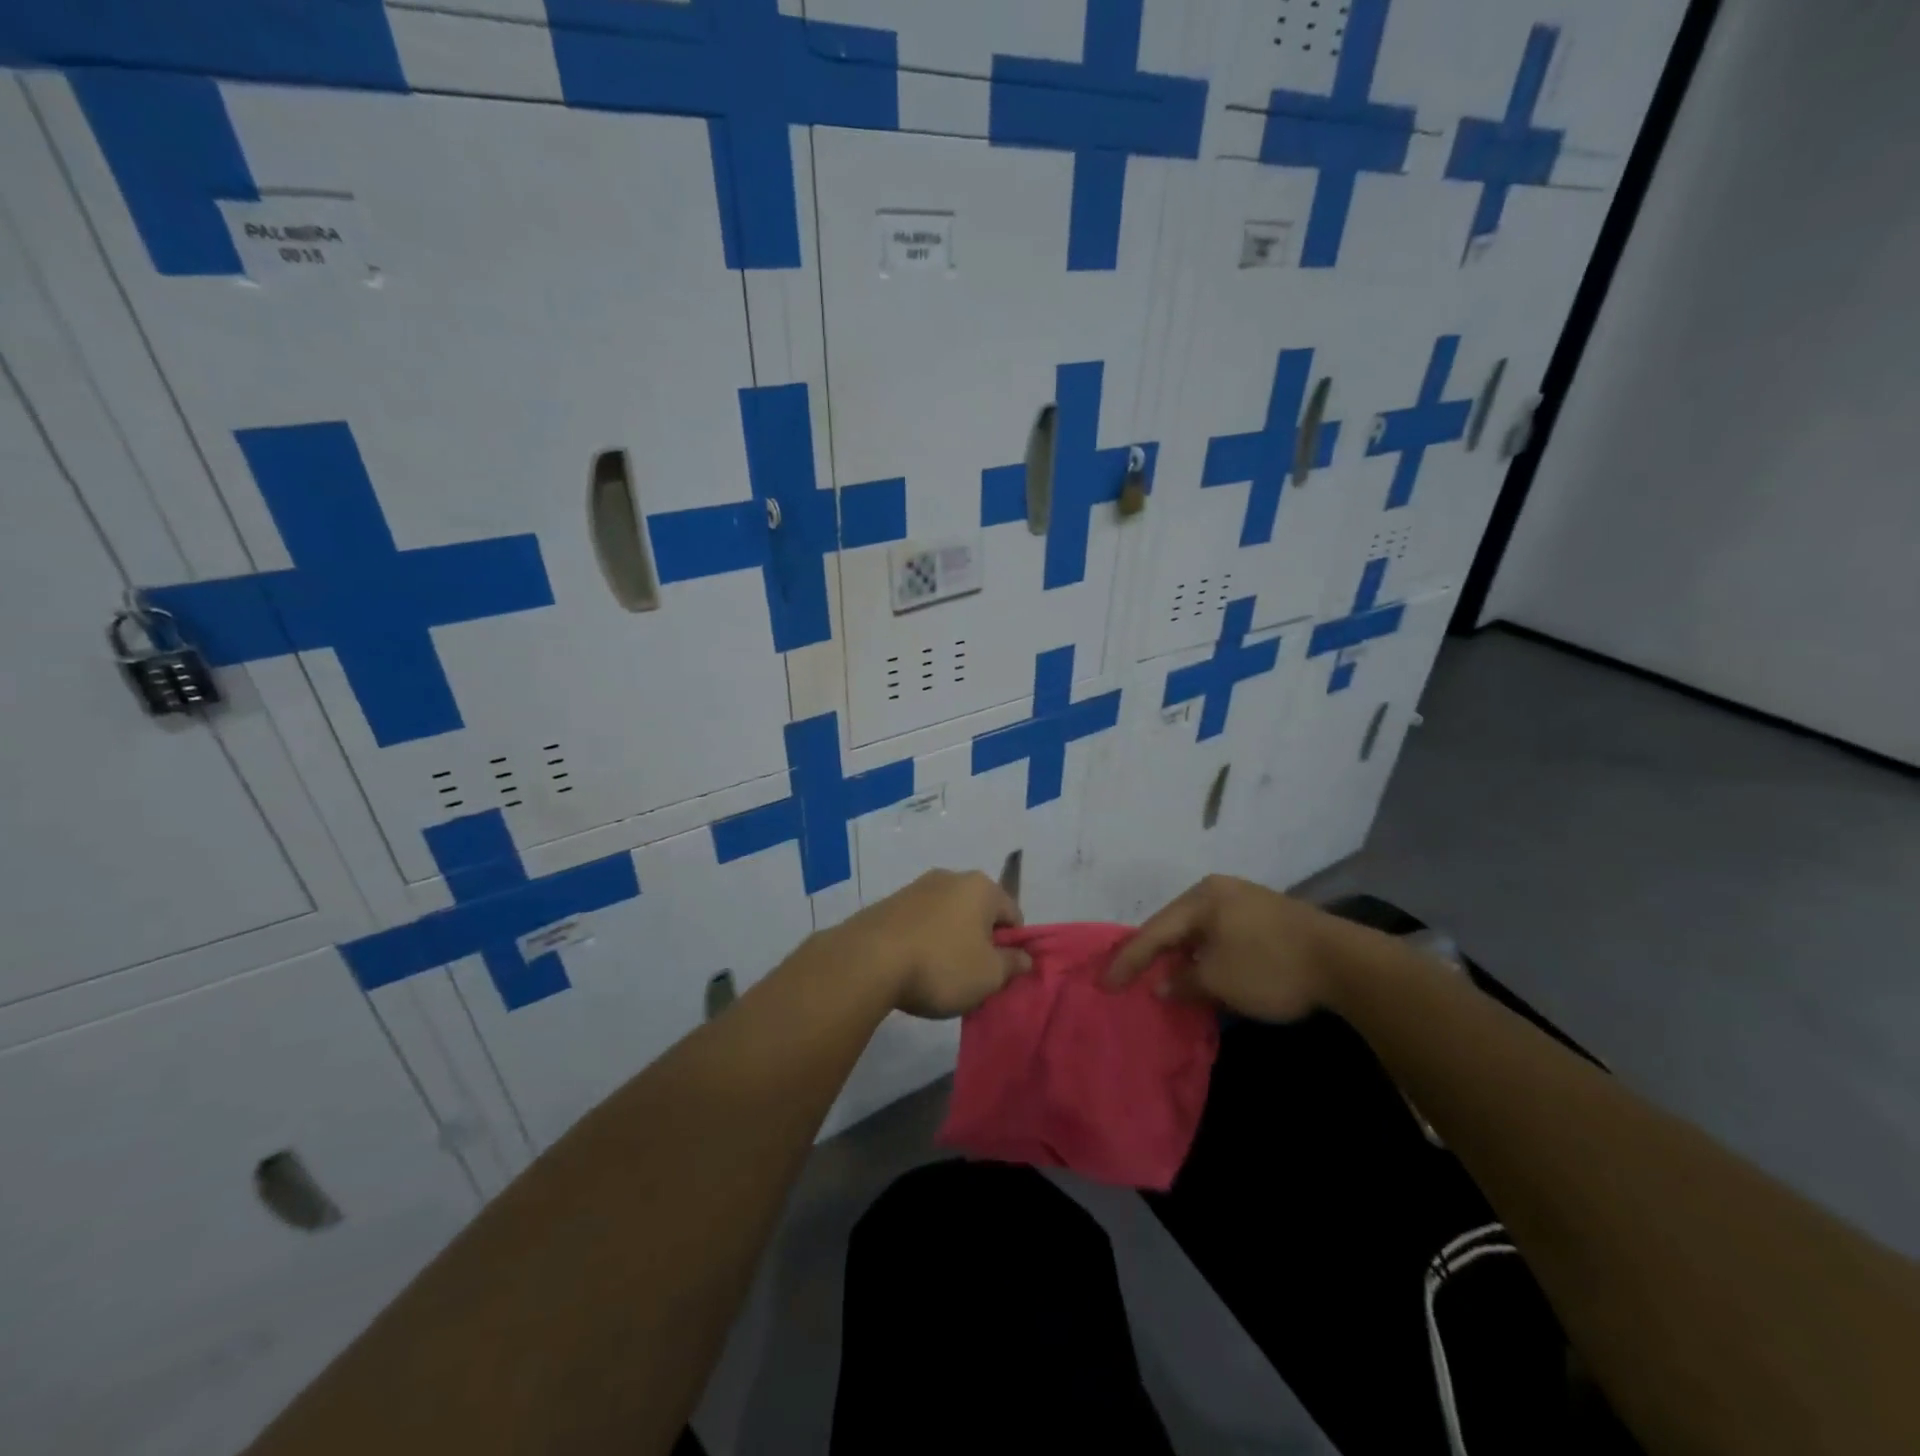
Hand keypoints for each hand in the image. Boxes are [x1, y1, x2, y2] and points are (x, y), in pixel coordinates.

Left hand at [837, 870, 1030, 1018]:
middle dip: (980, 942)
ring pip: (948, 917)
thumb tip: (1025, 957)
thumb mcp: (989, 975)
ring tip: (940, 976)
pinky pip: (921, 923)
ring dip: (951, 942)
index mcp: (981, 887)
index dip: (1013, 946)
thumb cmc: (941, 965)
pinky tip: (915, 967)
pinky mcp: (890, 903)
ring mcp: (917, 887)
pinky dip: (925, 941)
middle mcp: (951, 877)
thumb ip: (1013, 964)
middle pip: (979, 913)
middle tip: (973, 977)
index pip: (1013, 914)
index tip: (1000, 974)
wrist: (868, 960)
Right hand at [1106, 875, 1348, 1022]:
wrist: (1346, 963)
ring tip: (1167, 980)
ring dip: (1184, 957)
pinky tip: (1207, 973)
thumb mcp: (1219, 980)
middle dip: (1155, 955)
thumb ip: (1184, 982)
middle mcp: (1220, 891)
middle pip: (1176, 926)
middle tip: (1132, 978)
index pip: (1154, 931)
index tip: (1105, 984)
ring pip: (1201, 931)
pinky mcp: (1268, 917)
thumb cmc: (1271, 966)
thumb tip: (1164, 985)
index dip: (1128, 960)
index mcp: (1202, 898)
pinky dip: (1209, 956)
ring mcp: (1247, 901)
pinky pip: (1223, 935)